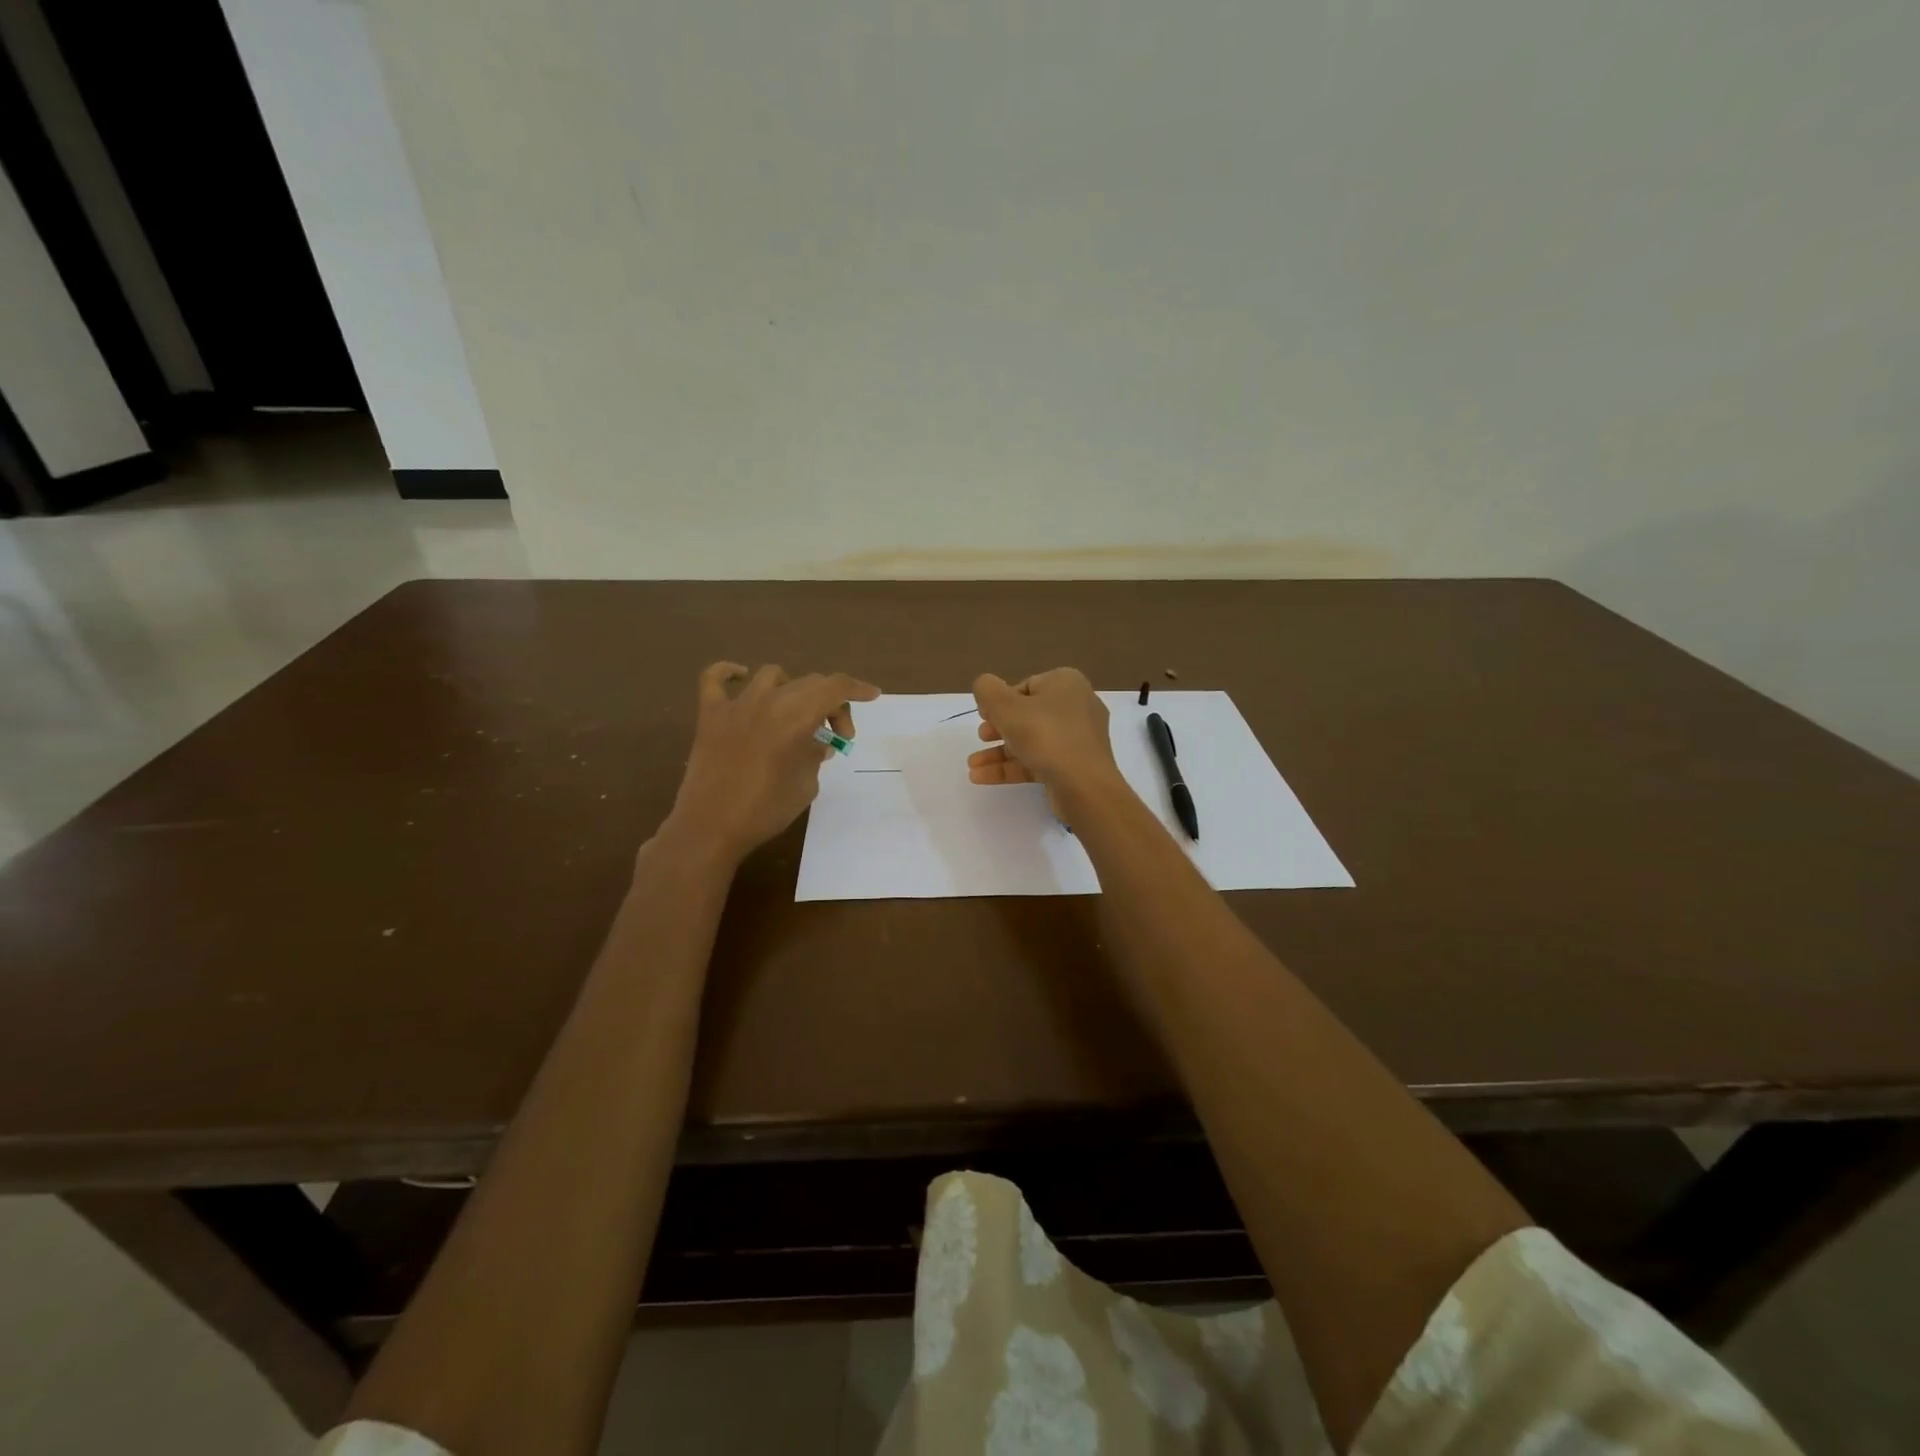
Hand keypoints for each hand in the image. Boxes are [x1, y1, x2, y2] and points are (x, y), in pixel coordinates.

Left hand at [664, 662, 879, 862]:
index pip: (835, 688)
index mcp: (796, 717)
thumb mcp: (806, 784)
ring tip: (797, 714)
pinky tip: (740, 677)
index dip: (857, 688)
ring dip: (794, 689)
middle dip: (832, 704)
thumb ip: (815, 755)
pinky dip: (730, 672)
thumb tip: (818, 743)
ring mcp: (736, 705)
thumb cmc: (766, 810)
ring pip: (774, 676)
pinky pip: (715, 679)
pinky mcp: (709, 715)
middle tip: (836, 737)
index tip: (872, 695)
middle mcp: (768, 701)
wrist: (710, 828)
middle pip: (810, 683)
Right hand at [967, 669, 1118, 802]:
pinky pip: (1039, 761)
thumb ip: (987, 690)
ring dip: (999, 752)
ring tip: (972, 765)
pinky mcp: (1075, 767)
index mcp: (1066, 683)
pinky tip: (982, 777)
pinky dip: (1012, 767)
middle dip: (998, 728)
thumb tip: (984, 687)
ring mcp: (1078, 739)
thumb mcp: (1005, 706)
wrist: (1084, 786)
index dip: (1000, 700)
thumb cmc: (1045, 735)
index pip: (1026, 686)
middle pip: (1028, 714)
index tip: (983, 715)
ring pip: (1031, 741)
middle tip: (981, 737)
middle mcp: (1077, 707)